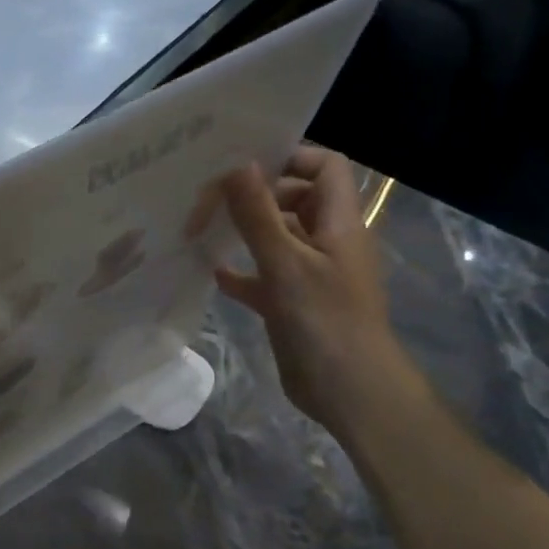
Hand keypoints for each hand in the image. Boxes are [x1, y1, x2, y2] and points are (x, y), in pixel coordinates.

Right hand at [211, 147, 412, 434]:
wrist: (348, 391)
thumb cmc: (324, 320)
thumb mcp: (286, 263)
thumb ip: (258, 214)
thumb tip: (237, 162)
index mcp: (338, 223)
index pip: (324, 167)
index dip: (290, 157)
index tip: (242, 163)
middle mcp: (326, 241)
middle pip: (294, 199)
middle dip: (254, 195)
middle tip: (209, 198)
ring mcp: (310, 274)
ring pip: (276, 238)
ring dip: (243, 232)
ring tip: (200, 228)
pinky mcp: (292, 303)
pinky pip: (263, 276)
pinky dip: (240, 271)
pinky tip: (211, 272)